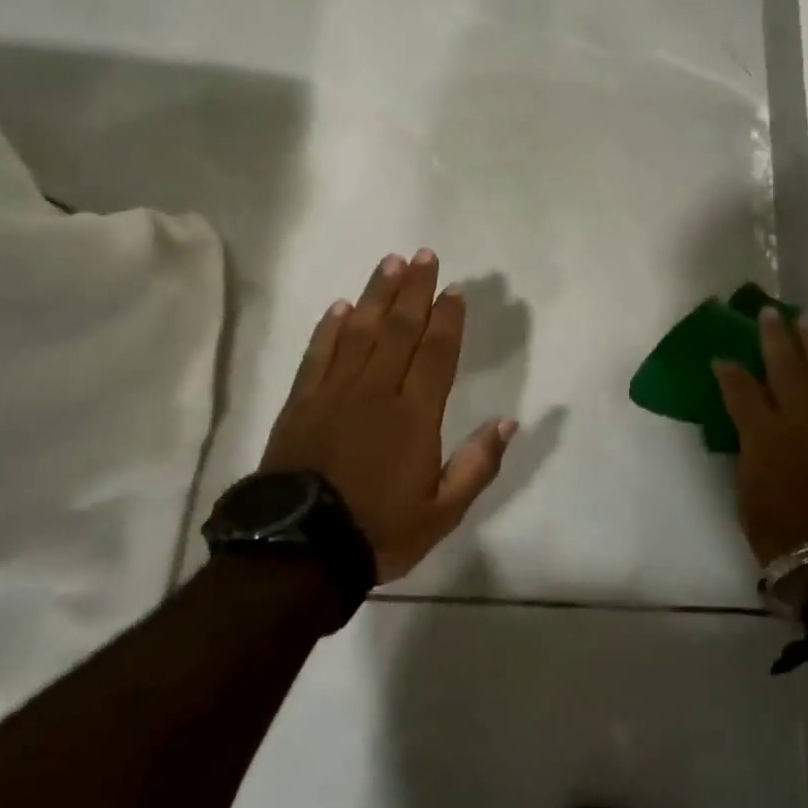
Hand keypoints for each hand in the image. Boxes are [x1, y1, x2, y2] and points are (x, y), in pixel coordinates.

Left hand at [259, 250, 517, 582]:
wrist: (298, 551)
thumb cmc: (377, 530)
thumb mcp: (442, 513)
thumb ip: (477, 465)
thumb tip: (508, 422)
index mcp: (414, 416)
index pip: (436, 354)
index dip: (447, 319)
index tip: (454, 290)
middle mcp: (376, 392)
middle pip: (399, 329)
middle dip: (415, 290)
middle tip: (424, 256)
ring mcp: (334, 392)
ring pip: (360, 331)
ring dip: (376, 294)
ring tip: (390, 263)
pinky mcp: (301, 401)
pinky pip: (318, 353)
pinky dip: (330, 327)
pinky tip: (341, 306)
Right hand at [713, 309, 807, 566]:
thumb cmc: (781, 534)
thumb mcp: (746, 493)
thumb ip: (747, 451)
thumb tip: (749, 428)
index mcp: (763, 434)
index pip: (740, 388)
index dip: (728, 370)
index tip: (721, 356)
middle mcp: (798, 418)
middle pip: (784, 366)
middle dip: (774, 337)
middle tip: (769, 313)